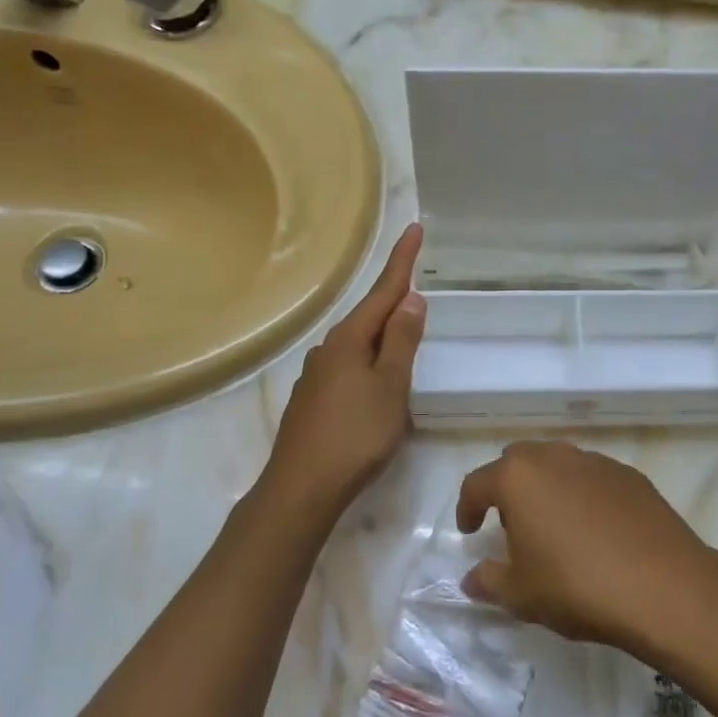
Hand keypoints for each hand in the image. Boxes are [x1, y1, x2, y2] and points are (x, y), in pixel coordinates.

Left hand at [261, 223, 424, 521]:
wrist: (301, 488)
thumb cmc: (355, 434)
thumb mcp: (390, 386)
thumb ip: (401, 341)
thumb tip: (410, 299)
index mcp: (349, 340)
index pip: (383, 291)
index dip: (402, 261)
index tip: (415, 228)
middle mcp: (328, 349)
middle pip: (368, 315)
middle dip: (392, 297)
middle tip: (416, 279)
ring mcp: (316, 376)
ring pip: (357, 343)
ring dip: (381, 331)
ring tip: (403, 330)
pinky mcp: (313, 401)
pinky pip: (348, 366)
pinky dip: (368, 359)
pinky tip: (375, 378)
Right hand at [456, 441, 717, 652]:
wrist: (663, 586)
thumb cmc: (577, 586)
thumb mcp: (521, 595)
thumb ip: (489, 581)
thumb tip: (472, 578)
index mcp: (518, 477)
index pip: (477, 483)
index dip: (467, 508)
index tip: (469, 532)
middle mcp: (555, 457)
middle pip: (517, 462)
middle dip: (507, 488)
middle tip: (511, 525)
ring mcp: (596, 462)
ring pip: (558, 464)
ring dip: (546, 488)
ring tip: (554, 527)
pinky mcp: (630, 475)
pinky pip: (592, 477)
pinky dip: (582, 495)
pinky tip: (594, 530)